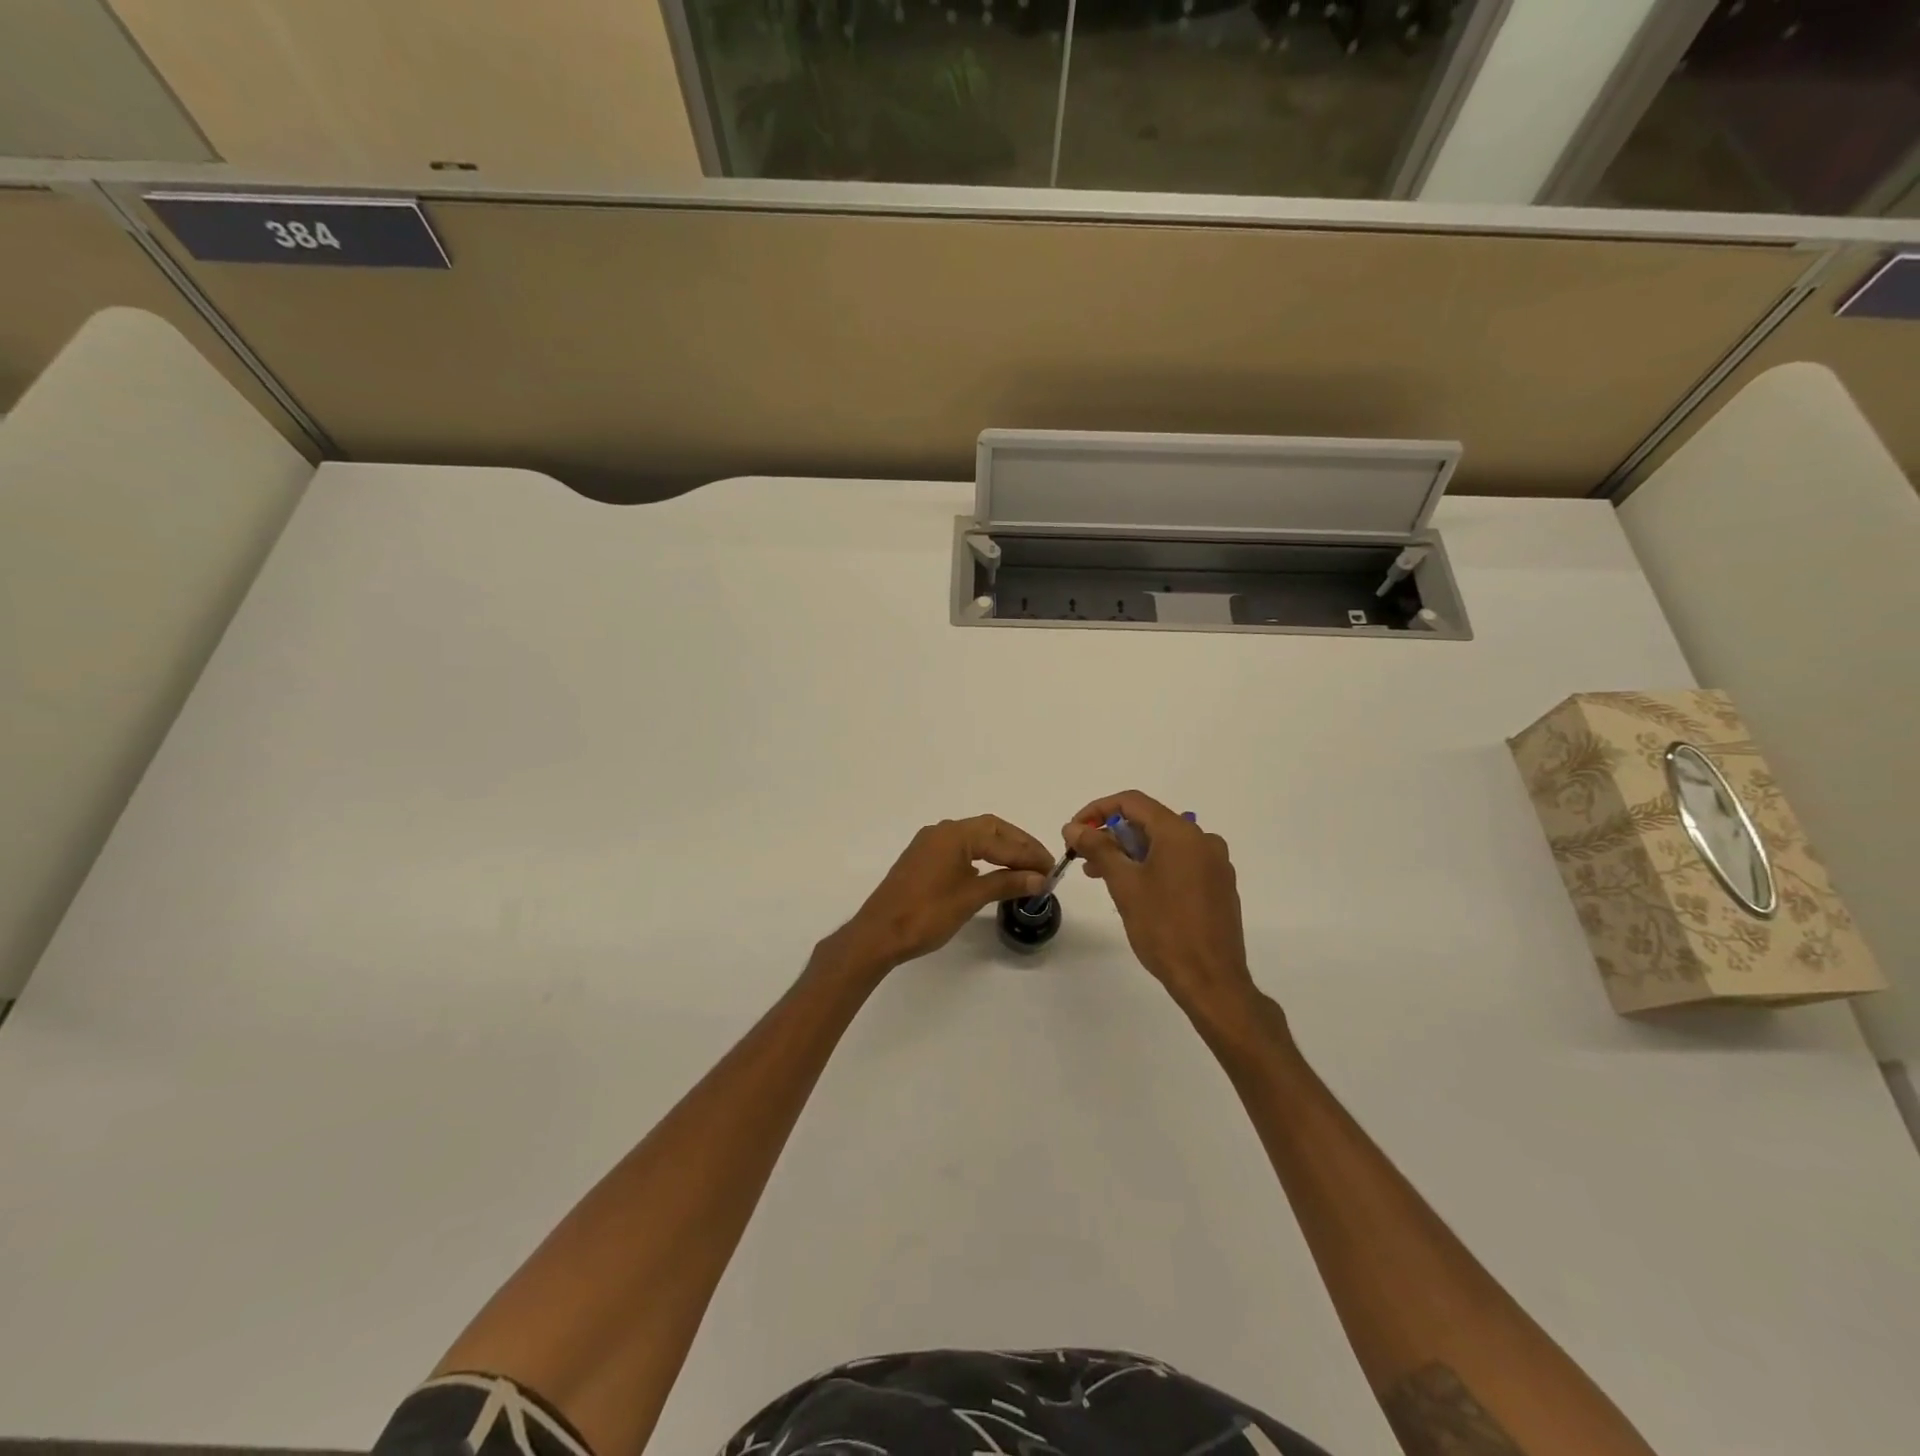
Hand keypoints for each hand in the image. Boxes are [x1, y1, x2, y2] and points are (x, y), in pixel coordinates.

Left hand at [829, 815, 1053, 976]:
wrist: (878, 934)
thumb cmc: (926, 914)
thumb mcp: (971, 898)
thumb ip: (1007, 883)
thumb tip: (1039, 878)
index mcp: (954, 834)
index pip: (1002, 839)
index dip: (1029, 854)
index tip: (1052, 869)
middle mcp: (942, 831)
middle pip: (990, 830)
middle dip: (1018, 846)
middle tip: (1042, 866)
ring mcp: (930, 844)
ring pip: (975, 838)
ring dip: (1001, 850)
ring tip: (1025, 870)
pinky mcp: (923, 859)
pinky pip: (961, 849)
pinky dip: (983, 856)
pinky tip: (995, 872)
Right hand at [1065, 791, 1258, 1021]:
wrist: (1211, 980)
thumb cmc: (1164, 928)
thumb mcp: (1124, 885)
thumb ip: (1098, 848)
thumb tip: (1074, 827)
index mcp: (1181, 833)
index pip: (1132, 802)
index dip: (1098, 810)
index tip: (1075, 831)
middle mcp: (1203, 840)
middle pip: (1149, 822)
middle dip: (1112, 835)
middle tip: (1083, 857)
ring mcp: (1215, 864)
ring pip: (1164, 844)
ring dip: (1130, 853)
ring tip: (1101, 876)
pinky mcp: (1219, 886)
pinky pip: (1180, 862)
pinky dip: (1153, 867)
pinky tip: (1135, 890)